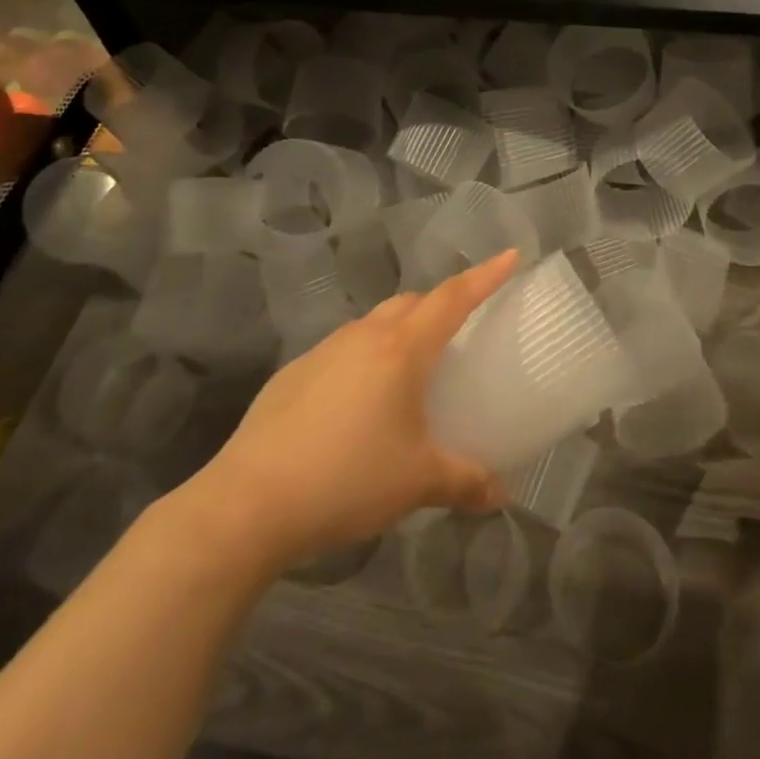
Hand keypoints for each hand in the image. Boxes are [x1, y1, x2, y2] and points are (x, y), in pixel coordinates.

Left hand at [175, 250, 519, 571]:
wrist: (249, 502)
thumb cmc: (348, 479)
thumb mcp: (418, 482)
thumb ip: (465, 482)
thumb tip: (501, 495)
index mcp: (402, 349)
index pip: (454, 297)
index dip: (485, 275)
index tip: (511, 255)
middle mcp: (364, 336)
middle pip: (411, 303)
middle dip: (439, 306)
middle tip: (458, 332)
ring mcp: (324, 350)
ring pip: (374, 324)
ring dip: (398, 333)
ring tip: (408, 374)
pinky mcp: (293, 373)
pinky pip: (342, 351)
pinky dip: (363, 360)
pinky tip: (356, 407)